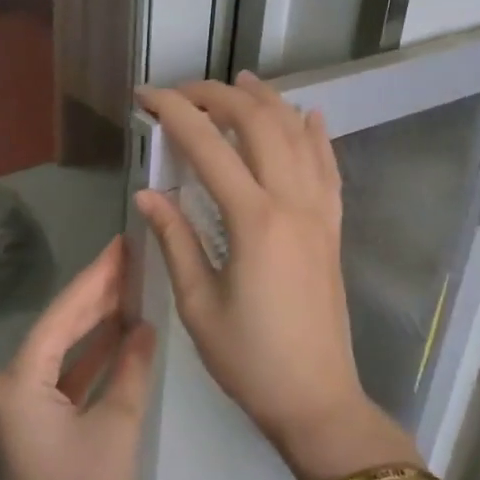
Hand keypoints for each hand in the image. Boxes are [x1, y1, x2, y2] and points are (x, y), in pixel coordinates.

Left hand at [0, 237, 157, 479]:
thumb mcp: (116, 427)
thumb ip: (130, 368)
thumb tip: (144, 326)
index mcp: (18, 384)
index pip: (61, 317)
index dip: (94, 279)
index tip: (122, 246)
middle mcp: (8, 388)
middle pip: (57, 329)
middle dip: (95, 296)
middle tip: (132, 260)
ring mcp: (17, 407)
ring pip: (61, 352)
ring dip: (94, 325)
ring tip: (131, 287)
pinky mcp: (31, 424)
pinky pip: (61, 378)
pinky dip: (89, 359)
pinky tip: (120, 336)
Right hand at [136, 73, 390, 479]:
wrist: (316, 398)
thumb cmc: (248, 359)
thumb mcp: (198, 304)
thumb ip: (175, 239)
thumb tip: (147, 192)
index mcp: (254, 220)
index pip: (207, 146)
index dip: (174, 112)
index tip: (145, 96)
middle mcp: (293, 203)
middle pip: (258, 124)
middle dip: (219, 96)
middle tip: (184, 91)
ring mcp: (321, 212)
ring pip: (298, 136)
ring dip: (268, 102)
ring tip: (241, 81)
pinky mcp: (334, 228)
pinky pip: (329, 168)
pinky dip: (316, 135)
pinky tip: (308, 115)